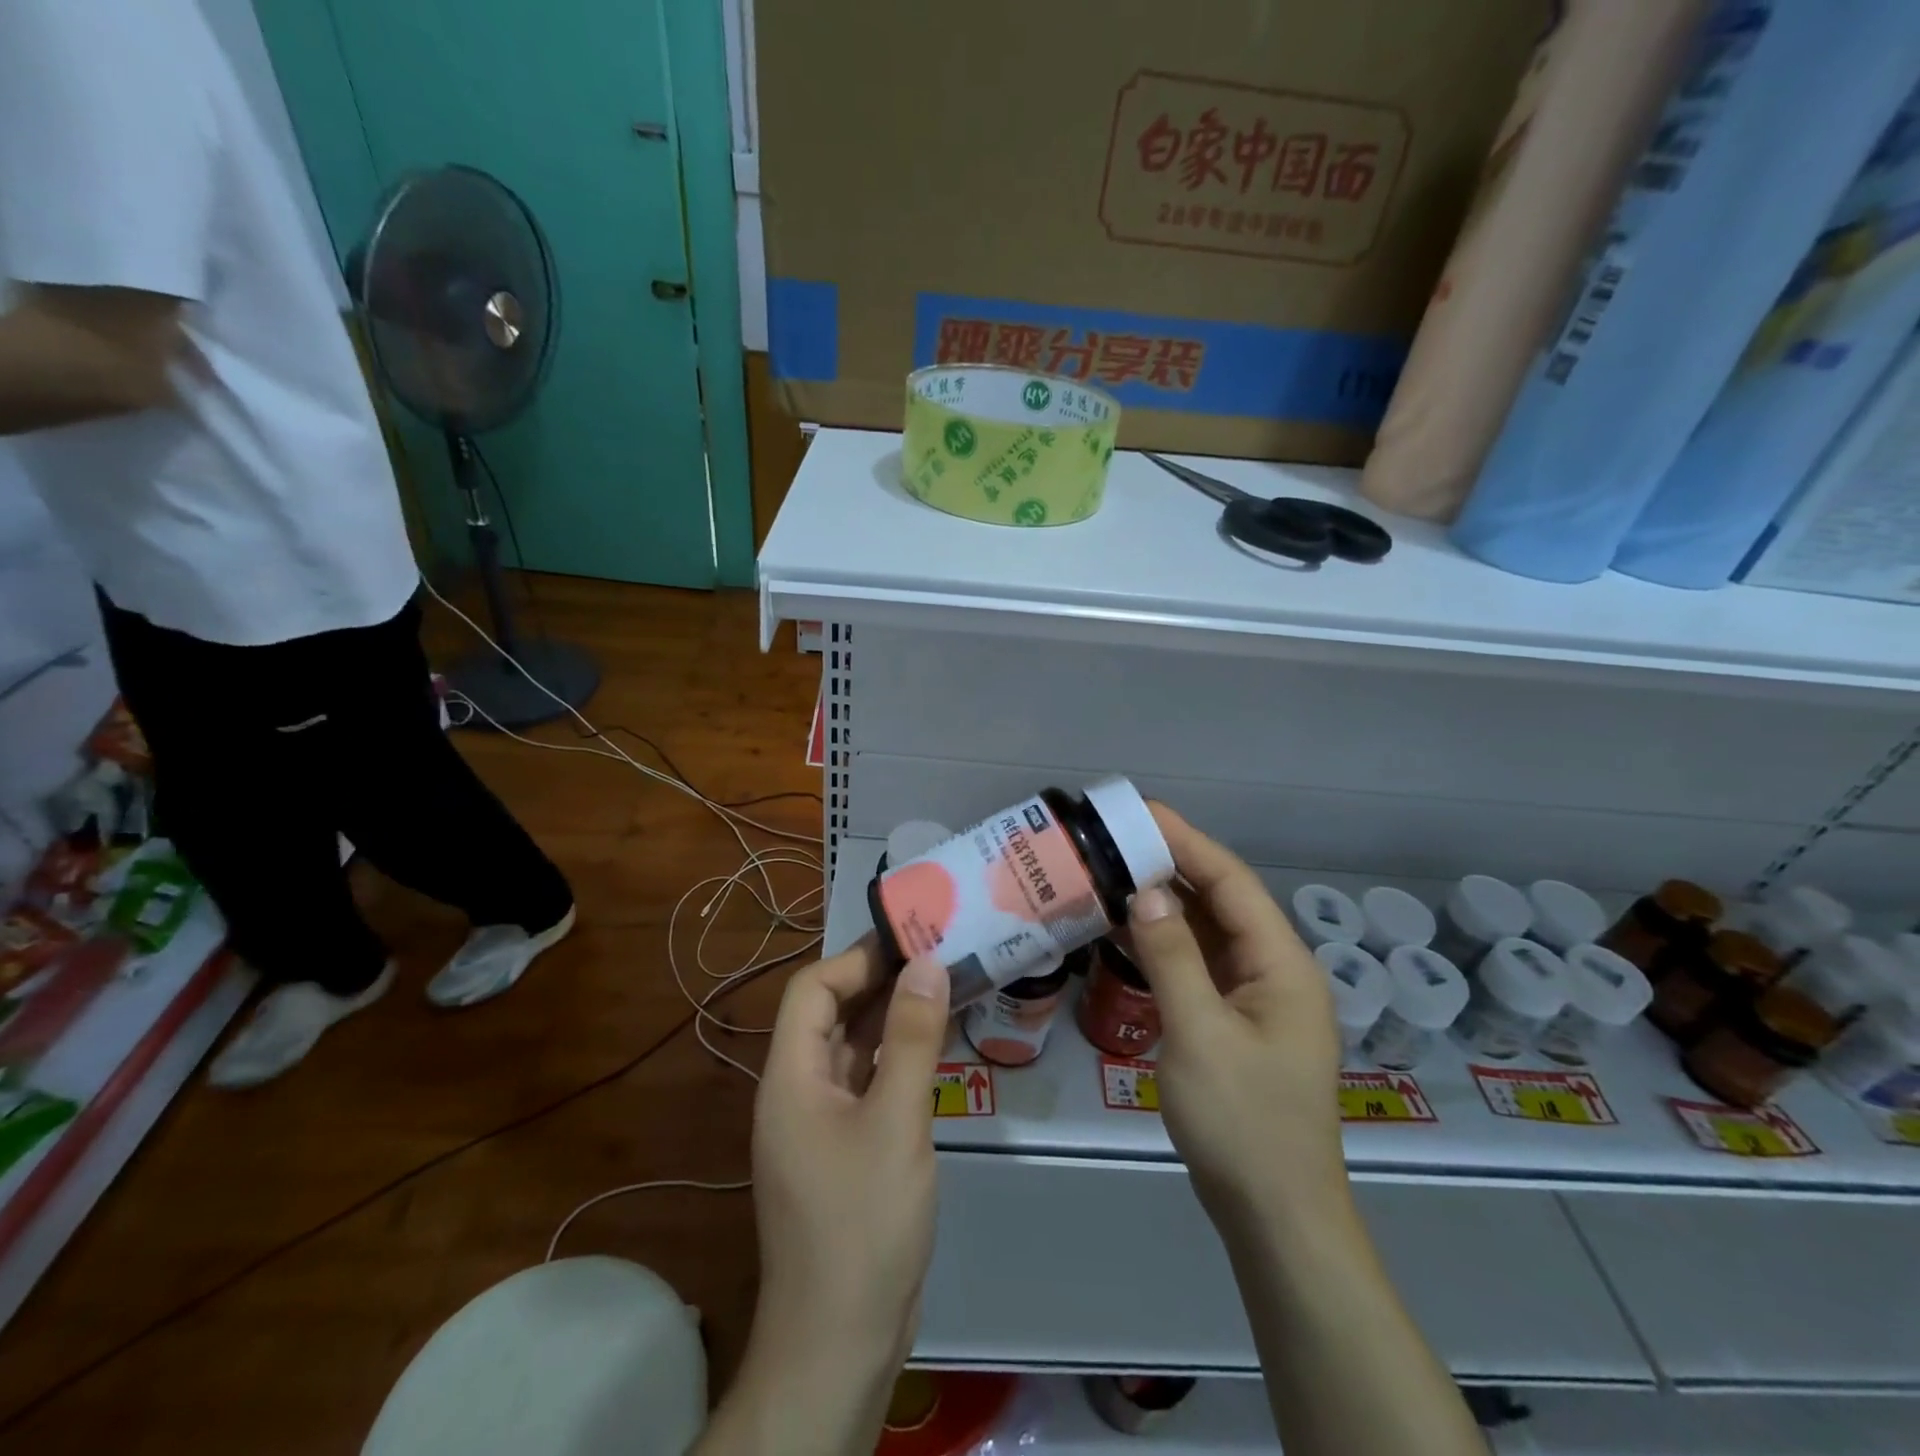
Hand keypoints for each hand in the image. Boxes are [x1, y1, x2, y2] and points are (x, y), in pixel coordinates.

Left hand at [740, 938, 949, 1423]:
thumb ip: (913, 1038)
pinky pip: (866, 1083)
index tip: (909, 944)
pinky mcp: (843, 1149)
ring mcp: (819, 1123)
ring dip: (891, 1018)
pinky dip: (895, 1058)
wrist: (841, 1341)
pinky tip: (933, 1047)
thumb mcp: (896, 1121)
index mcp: (791, 1077)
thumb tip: (927, 963)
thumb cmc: (863, 1222)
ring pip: (851, 1048)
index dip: (856, 960)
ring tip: (943, 987)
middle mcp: (797, 1091)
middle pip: (830, 1014)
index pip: (811, 990)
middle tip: (936, 957)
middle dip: (879, 982)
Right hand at [1127, 804, 1347, 1228]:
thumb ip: (1172, 955)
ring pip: (1208, 931)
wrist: (1275, 1215)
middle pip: (1221, 900)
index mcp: (1281, 963)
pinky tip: (1126, 930)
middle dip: (1171, 865)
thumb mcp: (1199, 1033)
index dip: (1186, 841)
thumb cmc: (1242, 1122)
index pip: (1230, 882)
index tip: (1139, 812)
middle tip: (1115, 839)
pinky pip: (1199, 964)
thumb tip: (1144, 892)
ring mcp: (1256, 997)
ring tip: (1113, 873)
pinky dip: (1165, 942)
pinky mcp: (1235, 1020)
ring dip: (1165, 903)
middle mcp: (1274, 969)